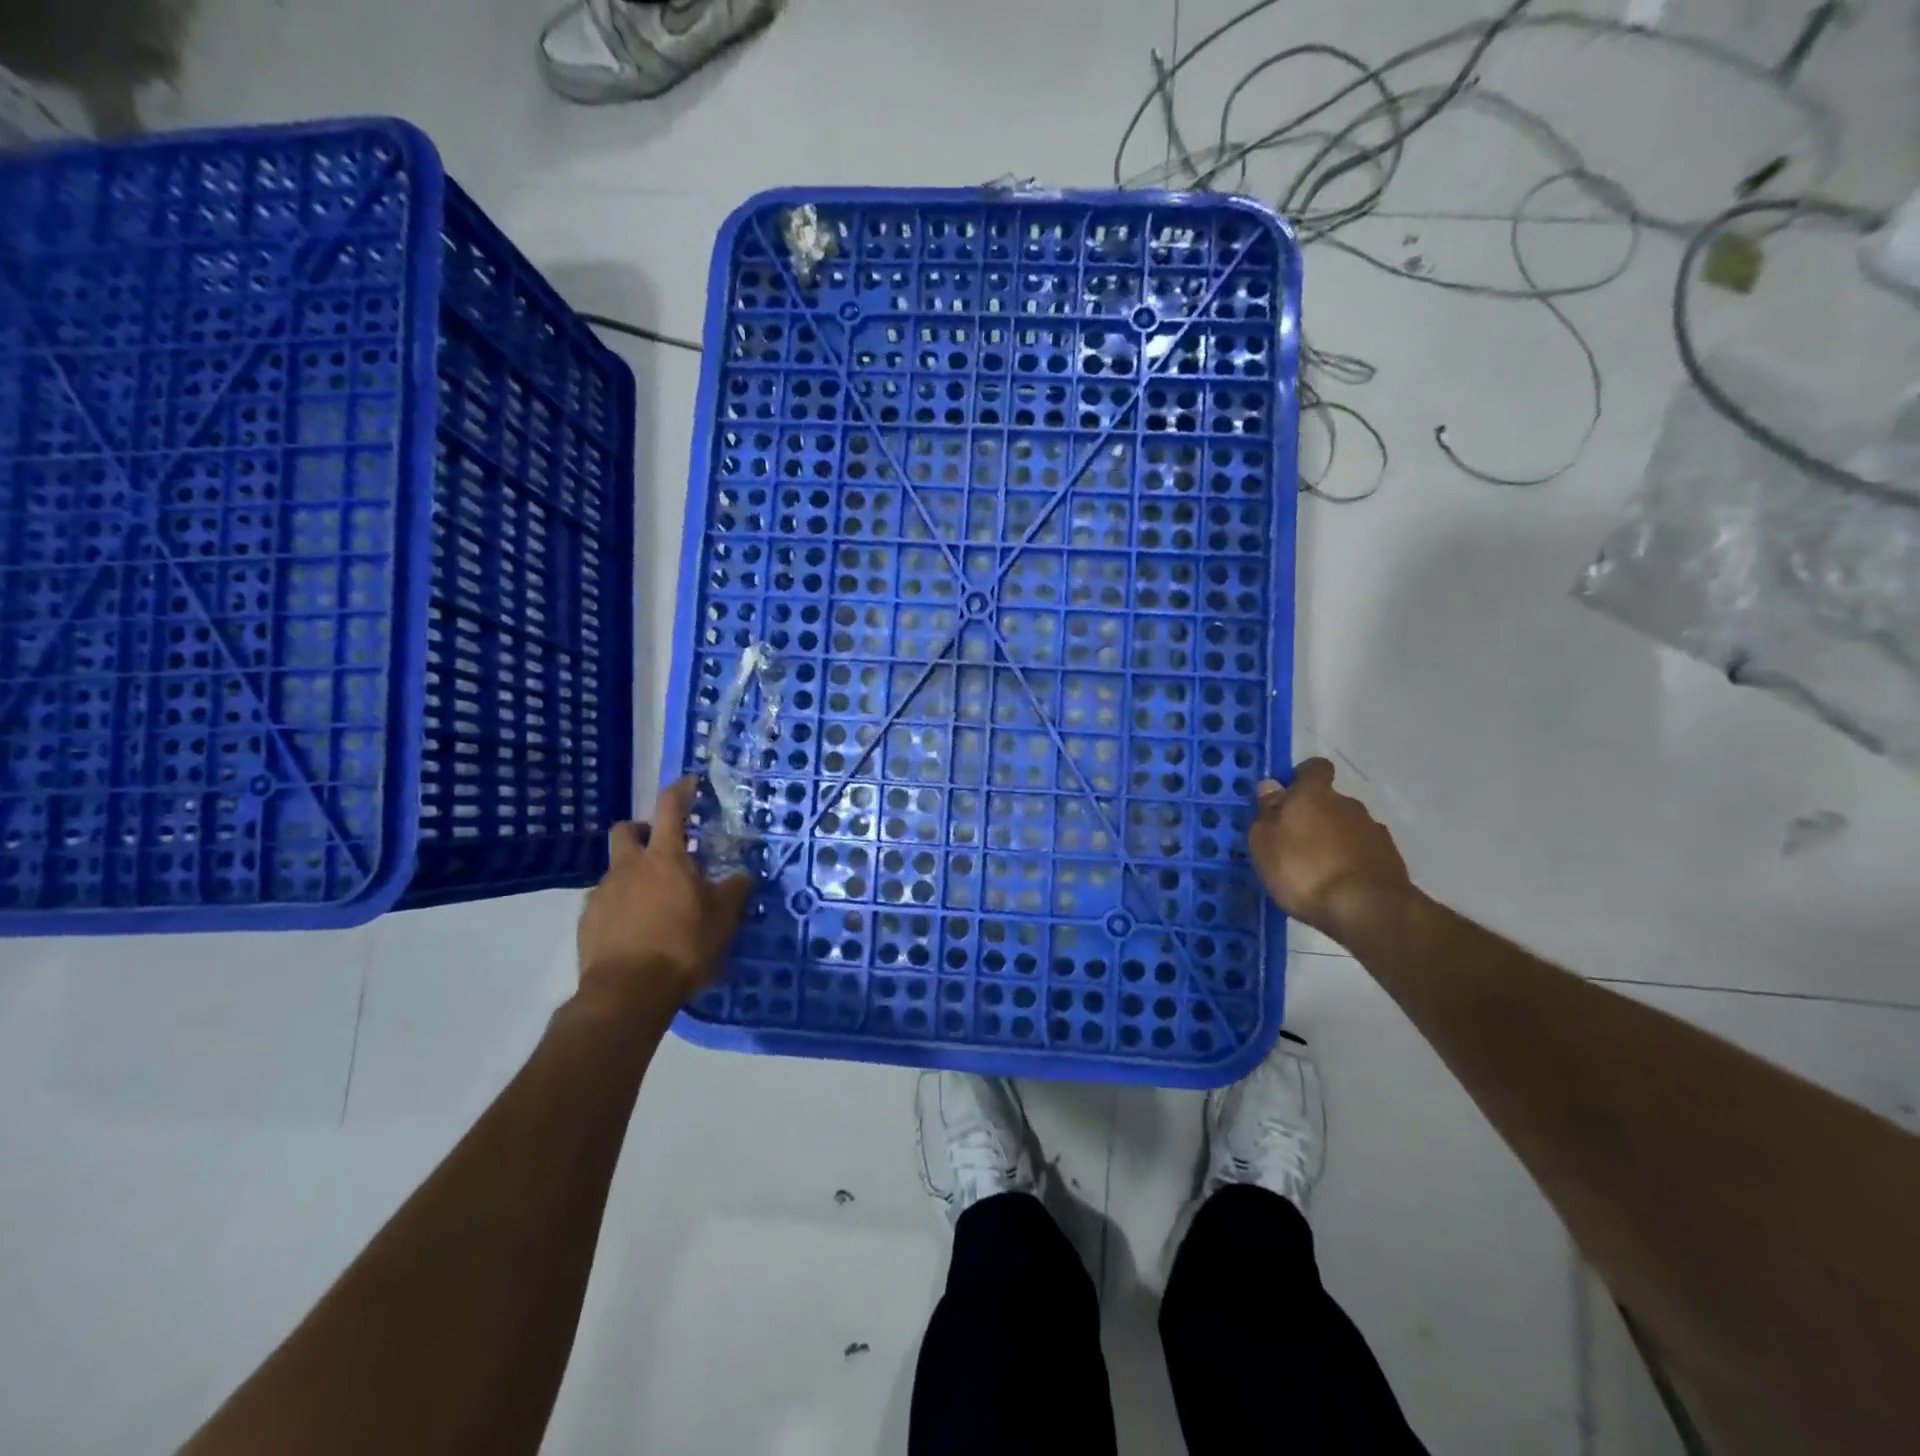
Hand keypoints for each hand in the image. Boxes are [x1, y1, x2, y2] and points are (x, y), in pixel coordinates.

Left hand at [576, 777, 753, 1006]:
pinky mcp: (587, 921)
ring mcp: (602, 893)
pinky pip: (604, 901)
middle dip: (642, 831)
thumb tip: (743, 875)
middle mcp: (628, 867)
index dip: (680, 790)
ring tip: (654, 903)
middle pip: (626, 830)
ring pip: (616, 869)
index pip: (670, 808)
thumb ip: (734, 891)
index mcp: (665, 858)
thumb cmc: (683, 946)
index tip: (690, 783)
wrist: (628, 993)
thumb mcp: (723, 919)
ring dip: (633, 875)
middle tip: (662, 849)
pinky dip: (620, 905)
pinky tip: (635, 930)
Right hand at [1249, 758, 1412, 939]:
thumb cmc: (1303, 870)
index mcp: (1314, 794)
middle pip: (1330, 801)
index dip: (1302, 778)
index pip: (1314, 768)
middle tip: (1296, 844)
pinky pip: (1364, 851)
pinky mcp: (1391, 859)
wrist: (1367, 908)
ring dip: (1334, 840)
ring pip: (1348, 827)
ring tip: (1318, 870)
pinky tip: (1340, 884)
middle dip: (1315, 816)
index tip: (1289, 797)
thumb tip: (1271, 786)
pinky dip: (1352, 861)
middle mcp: (1347, 804)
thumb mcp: (1265, 843)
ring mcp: (1374, 831)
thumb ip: (1266, 812)